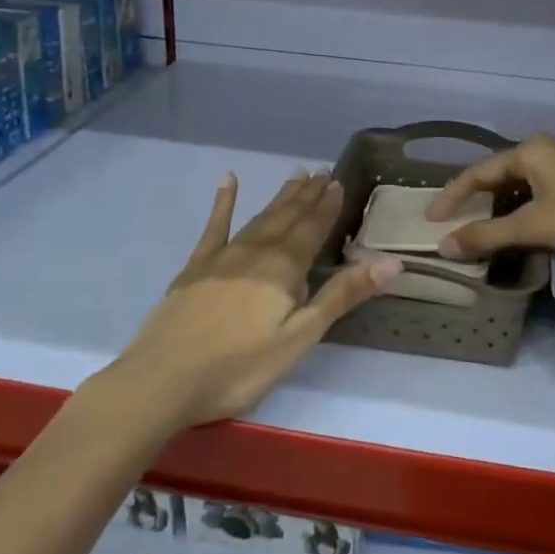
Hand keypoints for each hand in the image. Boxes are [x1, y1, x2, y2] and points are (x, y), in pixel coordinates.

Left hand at [111, 171, 402, 426]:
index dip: (327, 207)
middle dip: (307, 196)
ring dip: (280, 198)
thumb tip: (392, 260)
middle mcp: (255, 252)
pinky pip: (214, 226)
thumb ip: (342, 295)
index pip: (312, 229)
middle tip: (322, 172)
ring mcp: (221, 257)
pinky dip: (224, 202)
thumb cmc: (239, 367)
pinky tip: (228, 180)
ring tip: (296, 176)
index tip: (338, 182)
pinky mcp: (194, 268)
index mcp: (283, 269)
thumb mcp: (300, 337)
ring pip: (259, 218)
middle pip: (287, 218)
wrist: (162, 380)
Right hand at [428, 134, 554, 270]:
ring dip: (500, 211)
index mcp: (529, 151)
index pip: (478, 173)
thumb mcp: (533, 226)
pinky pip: (538, 195)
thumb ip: (487, 235)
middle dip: (476, 203)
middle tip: (453, 225)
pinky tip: (518, 231)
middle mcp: (544, 151)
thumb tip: (444, 246)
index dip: (452, 197)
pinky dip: (523, 212)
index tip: (431, 219)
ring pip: (520, 188)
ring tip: (481, 232)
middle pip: (498, 177)